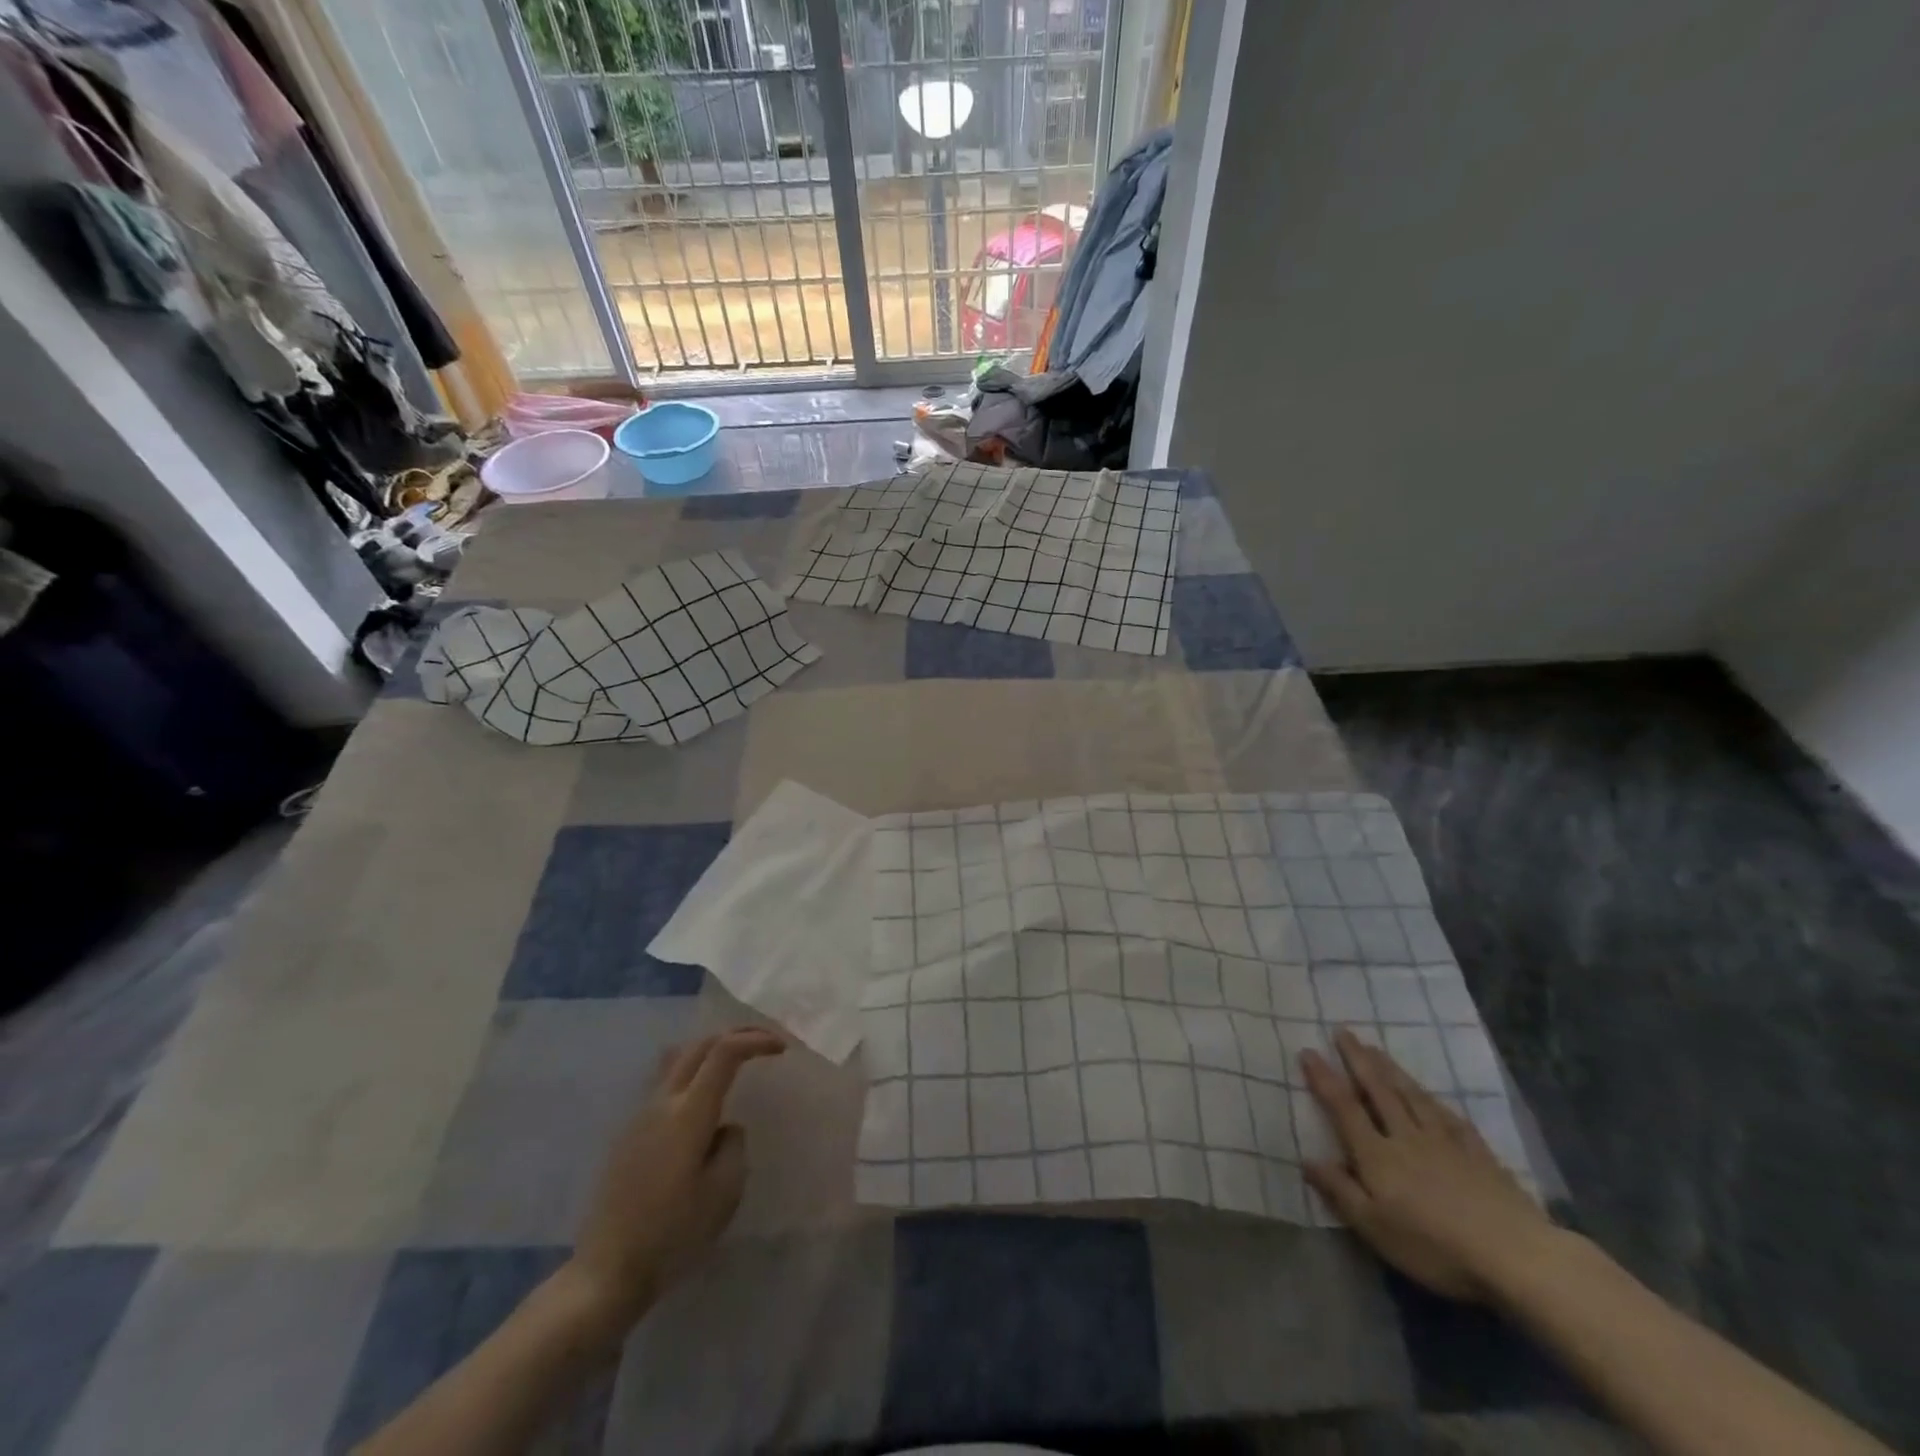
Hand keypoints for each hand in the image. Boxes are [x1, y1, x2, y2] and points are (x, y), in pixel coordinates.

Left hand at [560, 1027, 784, 1336]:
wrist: (606, 1272)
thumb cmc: (671, 1235)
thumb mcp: (724, 1193)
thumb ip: (733, 1146)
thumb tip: (725, 1128)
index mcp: (688, 1113)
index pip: (724, 1052)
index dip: (755, 1041)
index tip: (781, 1049)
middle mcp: (662, 1103)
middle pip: (699, 1045)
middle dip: (735, 1034)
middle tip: (764, 1043)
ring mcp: (640, 1116)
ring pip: (678, 1060)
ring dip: (710, 1050)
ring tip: (735, 1063)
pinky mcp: (629, 1134)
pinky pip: (666, 1083)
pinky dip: (693, 1073)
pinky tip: (704, 1100)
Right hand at [1302, 1028, 1552, 1301]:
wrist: (1515, 1256)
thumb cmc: (1435, 1247)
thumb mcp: (1375, 1228)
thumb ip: (1340, 1191)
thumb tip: (1306, 1159)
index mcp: (1377, 1155)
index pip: (1344, 1108)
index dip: (1324, 1079)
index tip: (1308, 1050)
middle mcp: (1406, 1137)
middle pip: (1378, 1091)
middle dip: (1358, 1060)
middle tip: (1343, 1032)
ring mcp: (1446, 1143)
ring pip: (1412, 1096)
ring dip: (1391, 1070)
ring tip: (1376, 1049)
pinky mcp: (1479, 1155)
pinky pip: (1450, 1118)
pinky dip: (1435, 1101)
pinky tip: (1432, 1095)